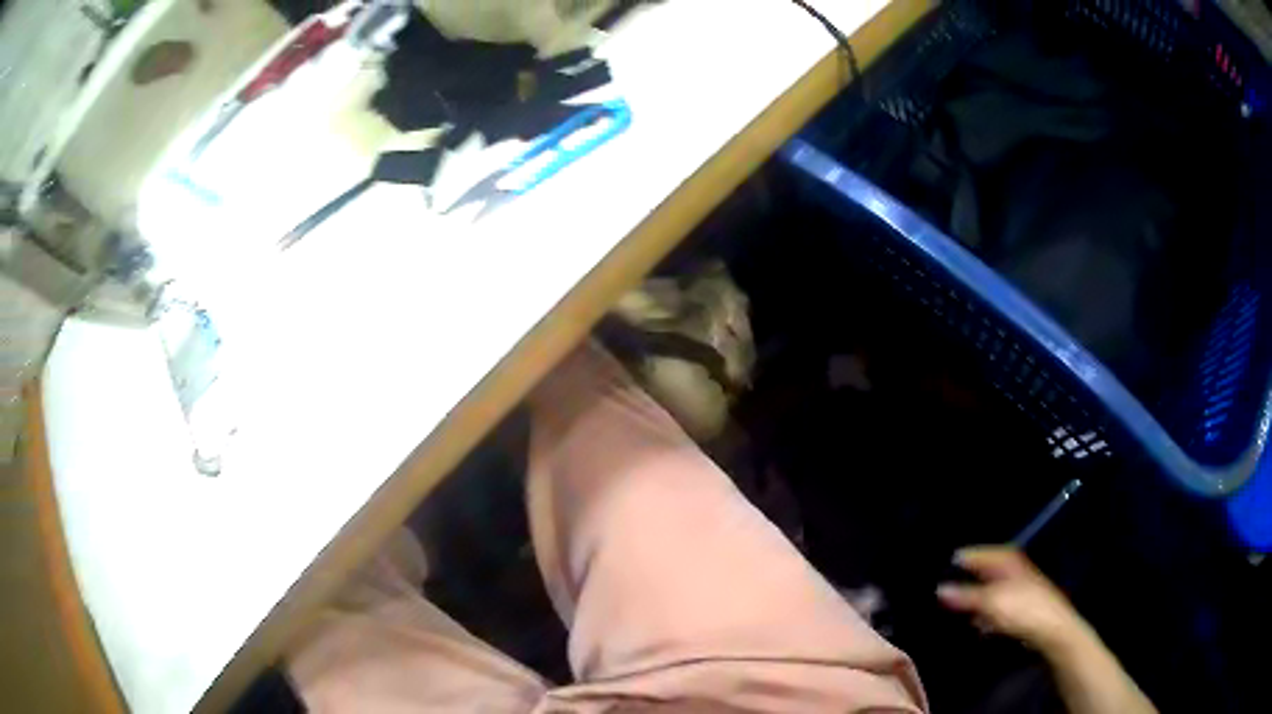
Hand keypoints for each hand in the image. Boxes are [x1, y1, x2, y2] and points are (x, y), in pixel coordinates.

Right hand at [937, 546, 1091, 657]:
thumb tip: (940, 589)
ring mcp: (1015, 586)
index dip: (954, 565)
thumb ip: (964, 596)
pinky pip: (993, 606)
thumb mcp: (989, 602)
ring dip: (973, 604)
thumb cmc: (1021, 609)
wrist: (1051, 629)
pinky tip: (978, 625)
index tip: (935, 578)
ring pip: (985, 591)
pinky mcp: (1017, 604)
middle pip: (979, 573)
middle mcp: (1010, 567)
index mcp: (1004, 559)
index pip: (973, 554)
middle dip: (962, 586)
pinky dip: (984, 614)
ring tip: (957, 615)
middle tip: (941, 599)